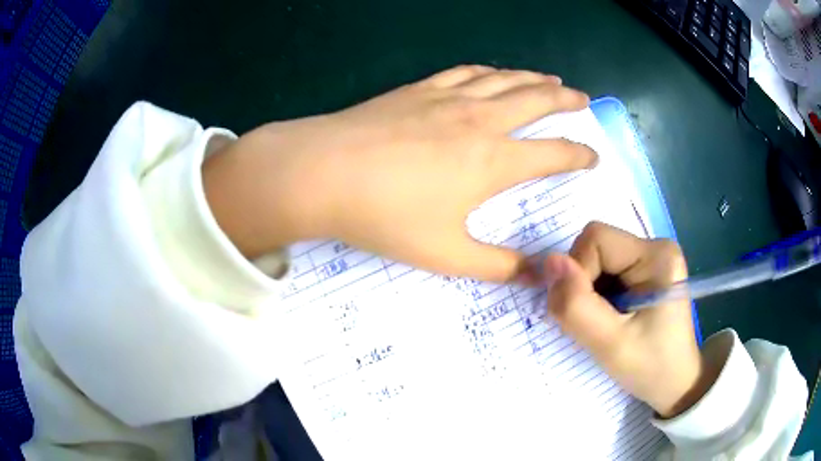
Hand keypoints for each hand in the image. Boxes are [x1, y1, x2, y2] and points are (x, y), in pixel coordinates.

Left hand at [204, 65, 596, 281]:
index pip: (553, 154)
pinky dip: (488, 71)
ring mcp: (448, 98)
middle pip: (536, 101)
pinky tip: (493, 72)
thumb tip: (538, 278)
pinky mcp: (419, 89)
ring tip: (551, 80)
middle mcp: (480, 120)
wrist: (322, 172)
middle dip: (566, 100)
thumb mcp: (446, 254)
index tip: (593, 156)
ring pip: (504, 79)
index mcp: (493, 161)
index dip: (579, 155)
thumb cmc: (385, 215)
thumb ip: (498, 267)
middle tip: (584, 98)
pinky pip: (465, 72)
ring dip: (532, 79)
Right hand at [543, 222, 716, 417]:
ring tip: (604, 322)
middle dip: (583, 284)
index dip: (578, 273)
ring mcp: (650, 259)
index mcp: (656, 256)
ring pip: (596, 260)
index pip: (597, 240)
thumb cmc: (649, 367)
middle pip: (595, 246)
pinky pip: (605, 271)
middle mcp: (655, 247)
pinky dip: (596, 295)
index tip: (587, 313)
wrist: (674, 384)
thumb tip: (548, 261)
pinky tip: (609, 317)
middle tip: (596, 321)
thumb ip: (576, 305)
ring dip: (588, 292)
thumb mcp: (609, 345)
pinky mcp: (644, 272)